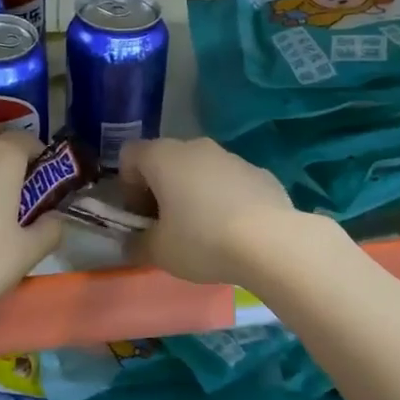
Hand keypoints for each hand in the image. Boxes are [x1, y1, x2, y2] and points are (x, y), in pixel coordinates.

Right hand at [119, 137, 300, 286]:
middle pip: (165, 160)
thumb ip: (137, 244)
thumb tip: (132, 244)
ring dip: (193, 192)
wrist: (272, 243)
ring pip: (200, 169)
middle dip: (160, 189)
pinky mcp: (260, 172)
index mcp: (162, 157)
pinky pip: (230, 181)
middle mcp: (194, 147)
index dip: (127, 185)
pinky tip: (234, 229)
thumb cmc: (202, 240)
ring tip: (203, 230)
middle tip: (166, 225)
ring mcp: (230, 156)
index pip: (129, 155)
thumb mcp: (158, 252)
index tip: (139, 216)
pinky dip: (224, 198)